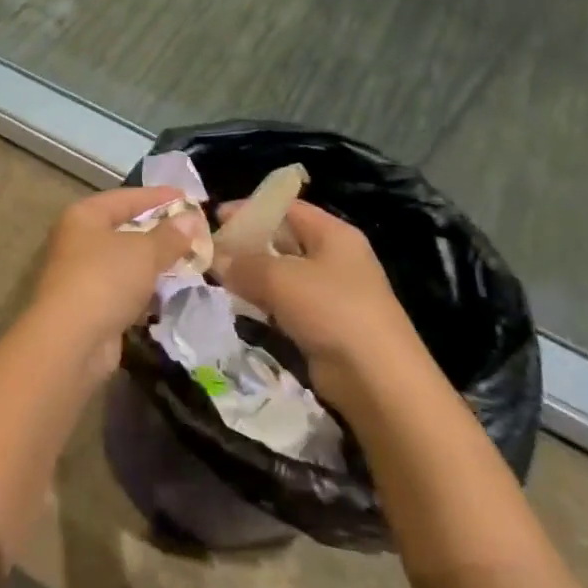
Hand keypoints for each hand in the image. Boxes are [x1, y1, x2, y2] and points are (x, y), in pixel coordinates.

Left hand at [25, 187, 196, 377]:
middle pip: (125, 229)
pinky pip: (125, 290)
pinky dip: (146, 290)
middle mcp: (78, 241)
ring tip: (191, 262)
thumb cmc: (105, 279)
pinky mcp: (91, 306)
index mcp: (84, 216)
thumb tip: (191, 219)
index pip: (126, 197)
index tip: (189, 198)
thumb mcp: (144, 252)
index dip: (158, 196)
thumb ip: (170, 235)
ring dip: (155, 263)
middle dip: (160, 232)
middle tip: (194, 232)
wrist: (71, 340)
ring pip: (126, 262)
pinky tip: (171, 293)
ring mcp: (83, 275)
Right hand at [215, 200, 425, 411]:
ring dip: (251, 275)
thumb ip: (243, 263)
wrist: (377, 379)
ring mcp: (330, 292)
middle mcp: (334, 257)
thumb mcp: (280, 278)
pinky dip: (262, 301)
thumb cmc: (331, 311)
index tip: (215, 218)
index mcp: (333, 234)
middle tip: (210, 251)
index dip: (250, 209)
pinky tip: (239, 306)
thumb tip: (217, 258)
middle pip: (283, 239)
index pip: (287, 208)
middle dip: (247, 243)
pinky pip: (285, 303)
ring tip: (216, 278)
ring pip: (281, 273)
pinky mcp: (323, 323)